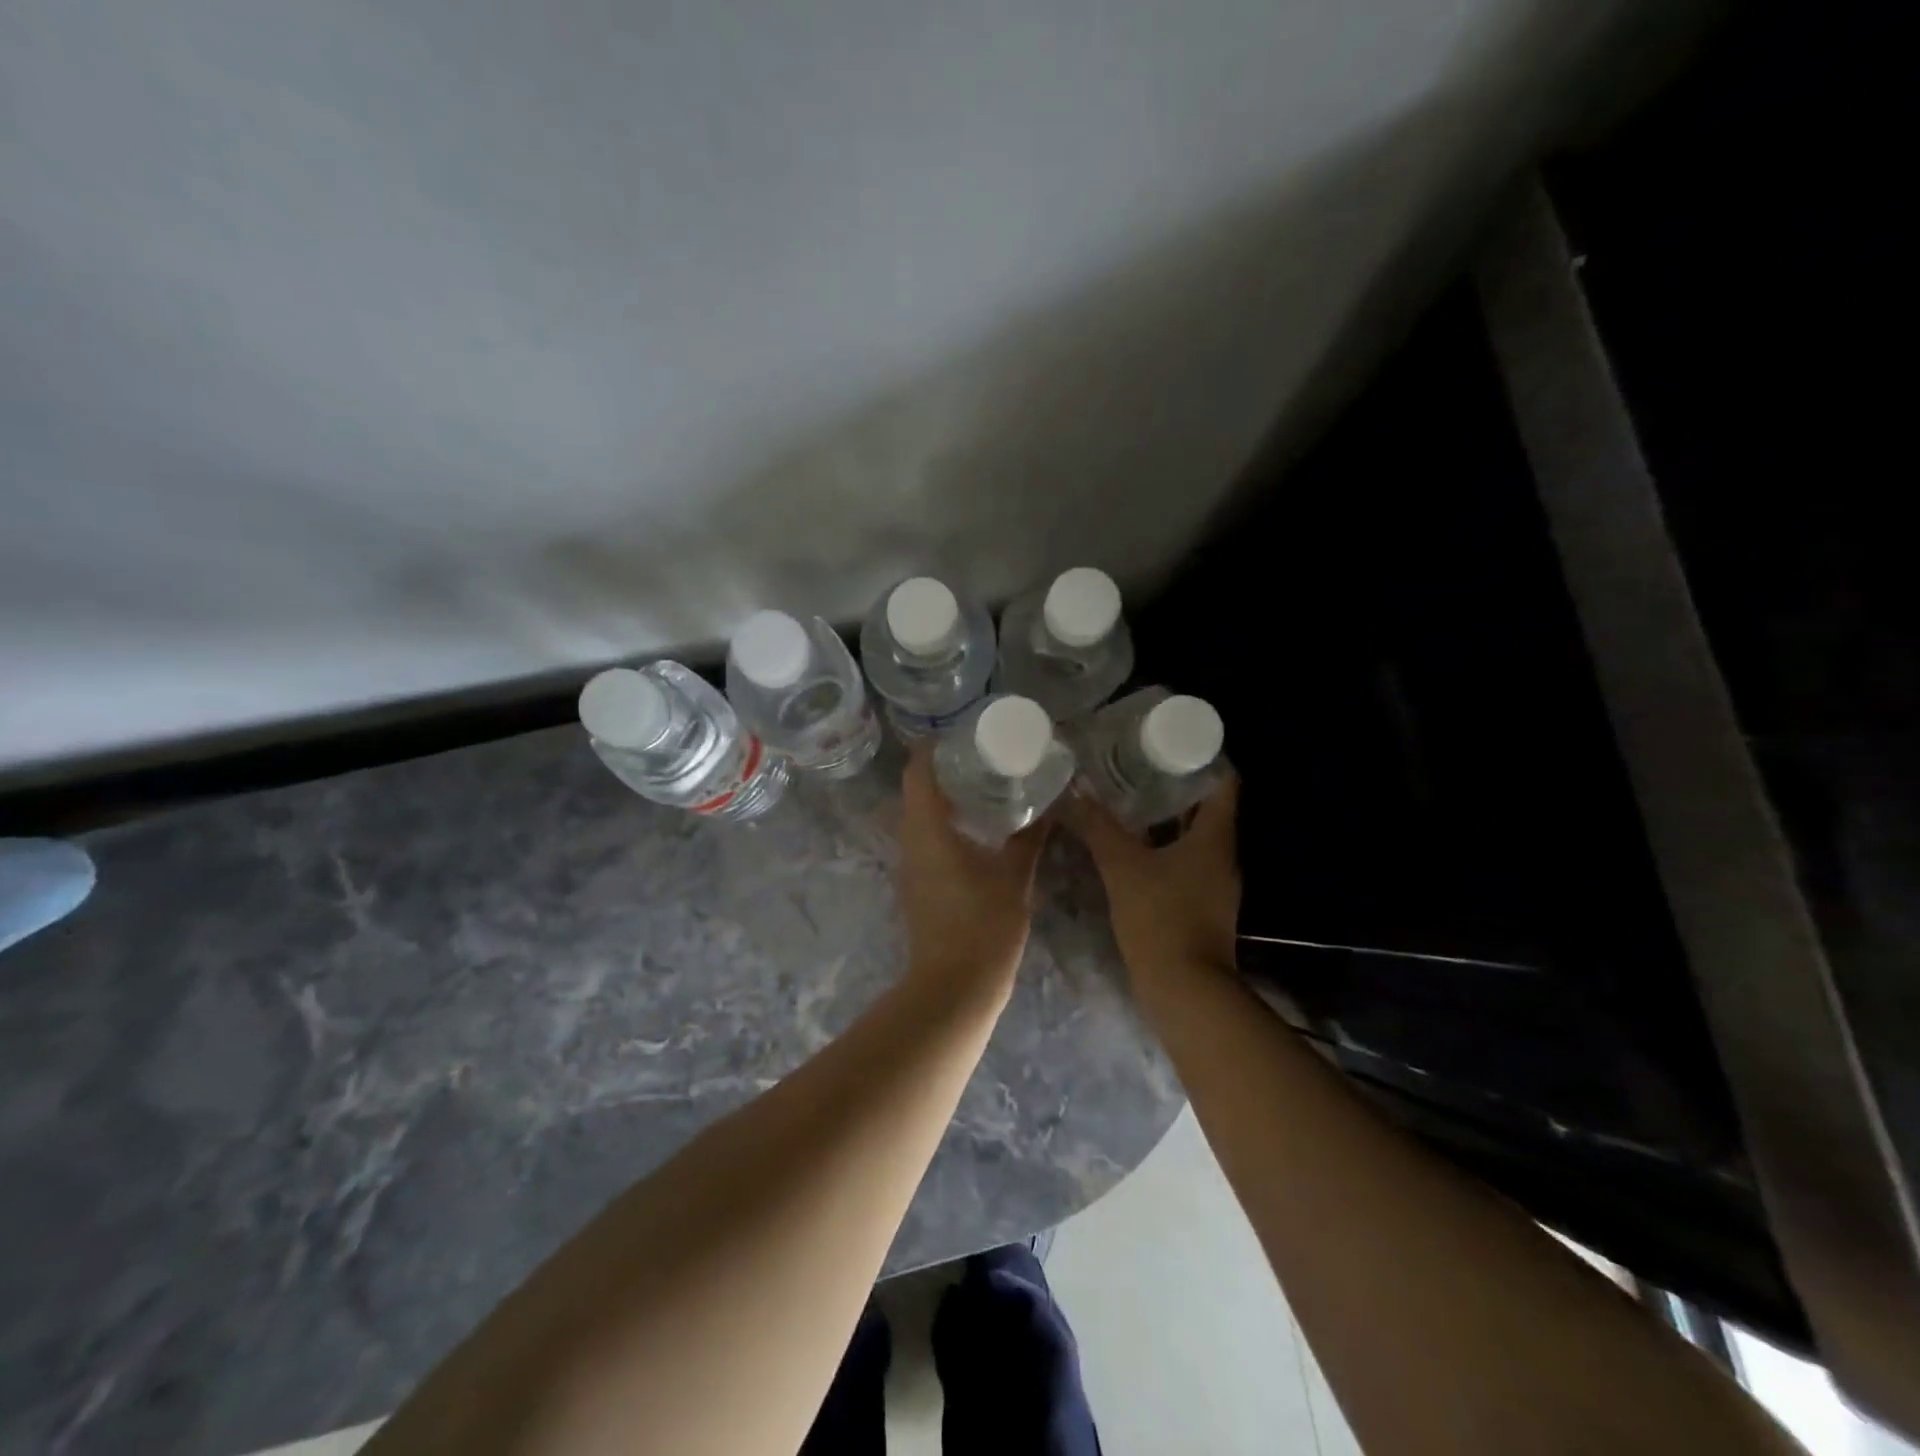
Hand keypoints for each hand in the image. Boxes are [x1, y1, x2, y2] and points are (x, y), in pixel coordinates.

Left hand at [896, 749, 1047, 1001]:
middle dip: (943, 771)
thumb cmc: (984, 925)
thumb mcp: (1015, 876)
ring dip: (944, 800)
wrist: (955, 986)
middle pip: (916, 792)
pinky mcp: (916, 885)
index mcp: (928, 830)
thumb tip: (1050, 805)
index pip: (917, 773)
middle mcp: (910, 842)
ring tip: (982, 788)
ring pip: (918, 818)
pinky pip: (924, 840)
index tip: (960, 736)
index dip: (932, 748)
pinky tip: (976, 831)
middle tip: (981, 759)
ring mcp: (909, 866)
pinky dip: (944, 825)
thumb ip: (1029, 837)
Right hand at [1061, 775, 1240, 985]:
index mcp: (1215, 838)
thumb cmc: (1161, 919)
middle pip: (1207, 807)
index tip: (1171, 741)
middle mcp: (1222, 856)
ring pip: (1194, 836)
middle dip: (1175, 784)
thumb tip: (1074, 792)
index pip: (1224, 782)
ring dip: (1167, 817)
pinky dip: (1163, 847)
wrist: (1185, 991)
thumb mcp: (1123, 867)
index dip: (1204, 757)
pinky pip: (1185, 861)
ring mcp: (1214, 883)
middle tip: (1138, 763)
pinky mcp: (1201, 904)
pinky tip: (1132, 845)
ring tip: (1129, 797)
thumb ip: (1098, 827)